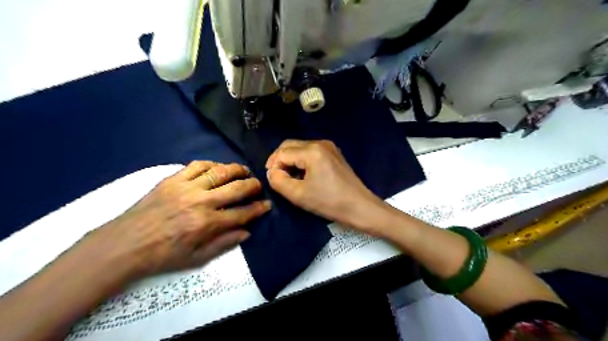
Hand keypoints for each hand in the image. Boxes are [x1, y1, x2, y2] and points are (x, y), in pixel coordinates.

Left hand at [90, 161, 269, 281]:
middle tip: (258, 185)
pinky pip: (198, 165)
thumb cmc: (162, 255)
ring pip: (220, 172)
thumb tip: (247, 232)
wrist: (124, 245)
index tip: (267, 204)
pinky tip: (218, 168)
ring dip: (237, 170)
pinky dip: (212, 164)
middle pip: (236, 188)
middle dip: (253, 186)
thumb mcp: (196, 259)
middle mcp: (200, 202)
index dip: (258, 209)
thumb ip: (224, 244)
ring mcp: (186, 188)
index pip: (242, 213)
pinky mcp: (172, 179)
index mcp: (207, 224)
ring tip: (244, 171)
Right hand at [265, 140, 389, 234]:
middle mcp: (320, 143)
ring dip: (290, 160)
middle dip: (280, 160)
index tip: (272, 180)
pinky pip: (311, 152)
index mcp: (312, 151)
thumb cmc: (329, 202)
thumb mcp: (298, 195)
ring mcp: (329, 147)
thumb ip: (278, 181)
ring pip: (300, 148)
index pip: (282, 152)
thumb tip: (272, 172)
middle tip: (276, 177)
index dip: (273, 165)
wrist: (360, 207)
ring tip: (288, 177)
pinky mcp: (334, 154)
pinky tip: (302, 174)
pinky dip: (302, 161)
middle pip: (290, 145)